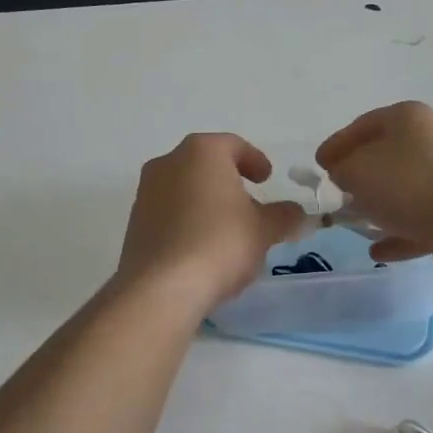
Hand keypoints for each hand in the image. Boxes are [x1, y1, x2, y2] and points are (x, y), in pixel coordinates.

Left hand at [116, 134, 309, 310]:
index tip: (267, 178)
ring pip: (185, 189)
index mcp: (202, 152)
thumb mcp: (265, 229)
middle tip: (251, 205)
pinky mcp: (135, 223)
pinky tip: (203, 249)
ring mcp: (146, 192)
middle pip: (205, 165)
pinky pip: (169, 214)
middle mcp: (168, 163)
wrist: (162, 286)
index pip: (233, 145)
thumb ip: (285, 216)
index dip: (255, 161)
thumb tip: (298, 214)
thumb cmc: (220, 243)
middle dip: (229, 182)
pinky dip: (188, 222)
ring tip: (228, 231)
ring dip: (207, 203)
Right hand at [315, 102, 432, 264]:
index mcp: (409, 118)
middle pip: (389, 155)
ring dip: (382, 205)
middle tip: (338, 191)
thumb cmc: (404, 184)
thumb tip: (344, 172)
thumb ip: (341, 168)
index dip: (337, 144)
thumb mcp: (355, 170)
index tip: (319, 165)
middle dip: (362, 174)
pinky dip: (399, 233)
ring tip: (356, 222)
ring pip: (407, 189)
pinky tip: (378, 250)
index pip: (364, 125)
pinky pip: (422, 219)